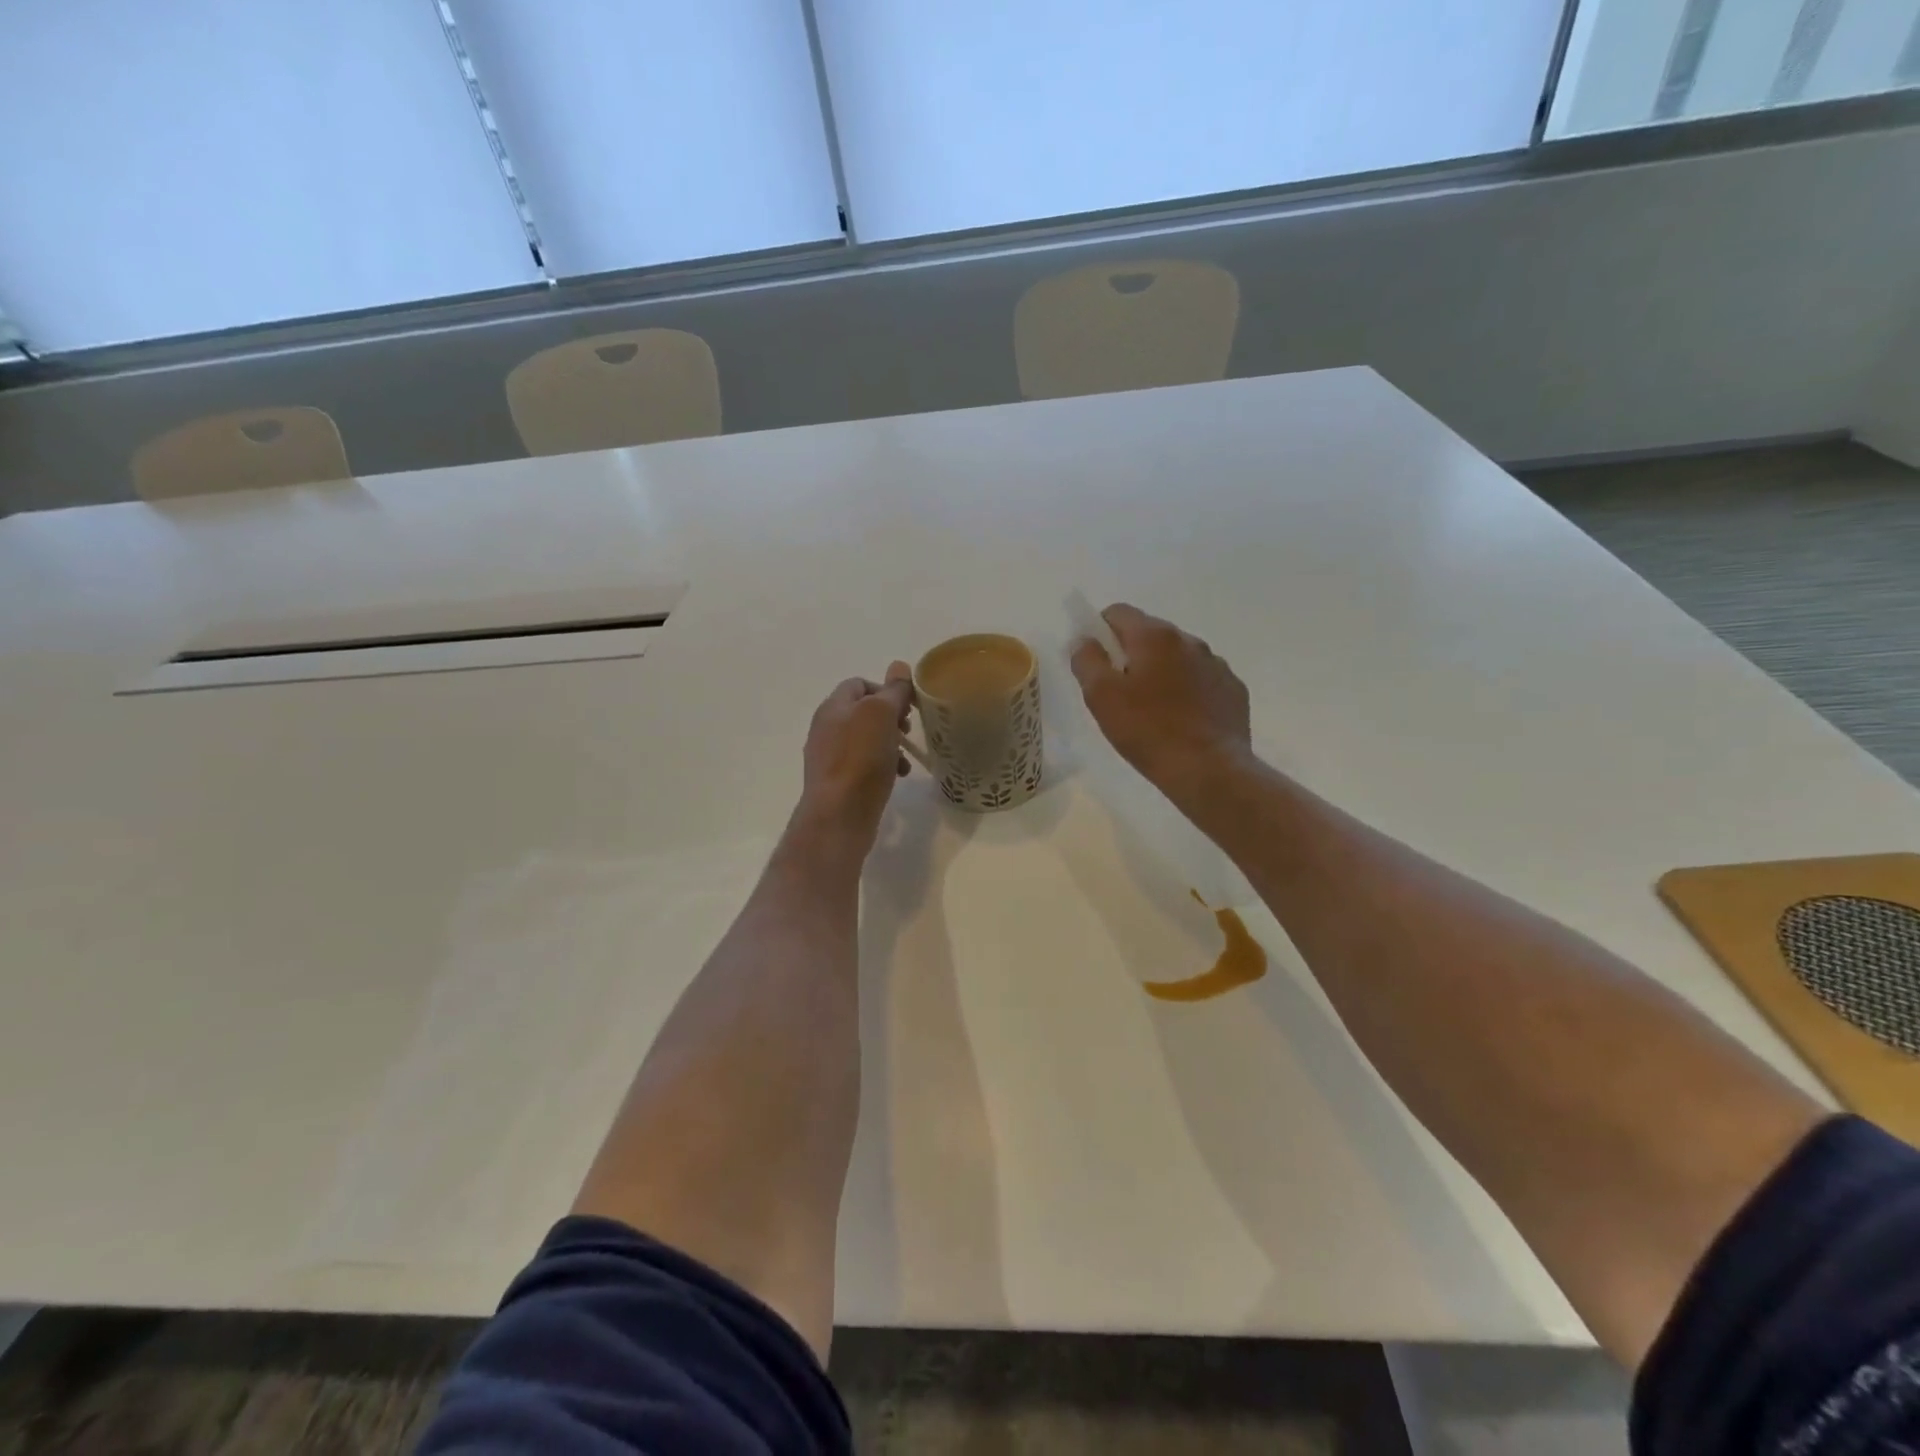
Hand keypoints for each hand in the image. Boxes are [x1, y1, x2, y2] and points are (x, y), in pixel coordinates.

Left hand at [796, 662, 914, 848]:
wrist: (839, 815)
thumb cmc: (860, 759)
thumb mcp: (880, 715)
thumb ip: (892, 691)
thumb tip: (899, 666)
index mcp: (833, 707)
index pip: (859, 684)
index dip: (885, 689)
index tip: (907, 706)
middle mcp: (827, 728)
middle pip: (864, 712)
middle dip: (891, 718)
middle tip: (908, 730)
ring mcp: (830, 757)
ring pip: (867, 739)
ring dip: (891, 744)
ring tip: (906, 759)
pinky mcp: (839, 782)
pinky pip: (864, 764)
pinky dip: (883, 765)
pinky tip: (897, 777)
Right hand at [1070, 603, 1251, 796]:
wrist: (1209, 770)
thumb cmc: (1147, 731)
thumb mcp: (1101, 697)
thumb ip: (1087, 661)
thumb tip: (1084, 641)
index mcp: (1154, 636)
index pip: (1118, 612)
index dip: (1099, 631)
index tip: (1095, 662)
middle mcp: (1189, 640)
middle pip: (1149, 634)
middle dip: (1131, 654)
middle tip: (1119, 693)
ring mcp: (1217, 664)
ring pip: (1178, 657)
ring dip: (1161, 672)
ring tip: (1152, 711)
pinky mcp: (1234, 690)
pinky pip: (1202, 680)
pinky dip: (1188, 691)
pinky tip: (1182, 721)